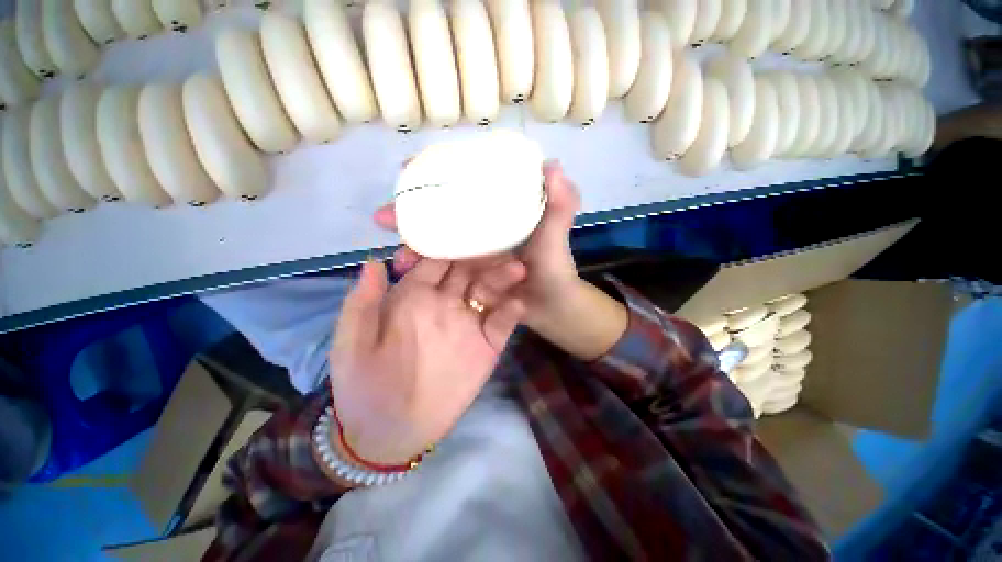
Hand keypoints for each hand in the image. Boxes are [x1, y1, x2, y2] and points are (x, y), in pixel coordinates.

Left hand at [328, 258, 525, 466]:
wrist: (390, 432)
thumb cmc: (364, 385)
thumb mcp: (352, 343)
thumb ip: (363, 301)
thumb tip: (375, 258)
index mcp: (414, 296)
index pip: (434, 260)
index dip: (447, 243)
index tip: (464, 226)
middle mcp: (445, 304)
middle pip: (467, 269)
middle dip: (483, 253)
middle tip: (501, 238)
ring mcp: (469, 324)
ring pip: (488, 291)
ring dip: (502, 278)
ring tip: (517, 267)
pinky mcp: (487, 346)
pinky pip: (502, 324)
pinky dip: (511, 312)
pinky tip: (518, 303)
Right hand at [375, 161, 581, 333]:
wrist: (550, 306)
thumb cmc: (553, 268)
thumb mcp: (556, 232)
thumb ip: (562, 203)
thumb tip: (552, 165)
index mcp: (498, 210)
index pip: (463, 183)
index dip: (435, 173)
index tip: (408, 168)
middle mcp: (482, 225)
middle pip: (440, 211)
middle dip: (409, 211)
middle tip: (383, 217)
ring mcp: (472, 251)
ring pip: (436, 240)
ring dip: (411, 243)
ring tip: (397, 256)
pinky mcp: (467, 272)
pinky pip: (441, 266)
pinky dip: (423, 267)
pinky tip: (407, 271)